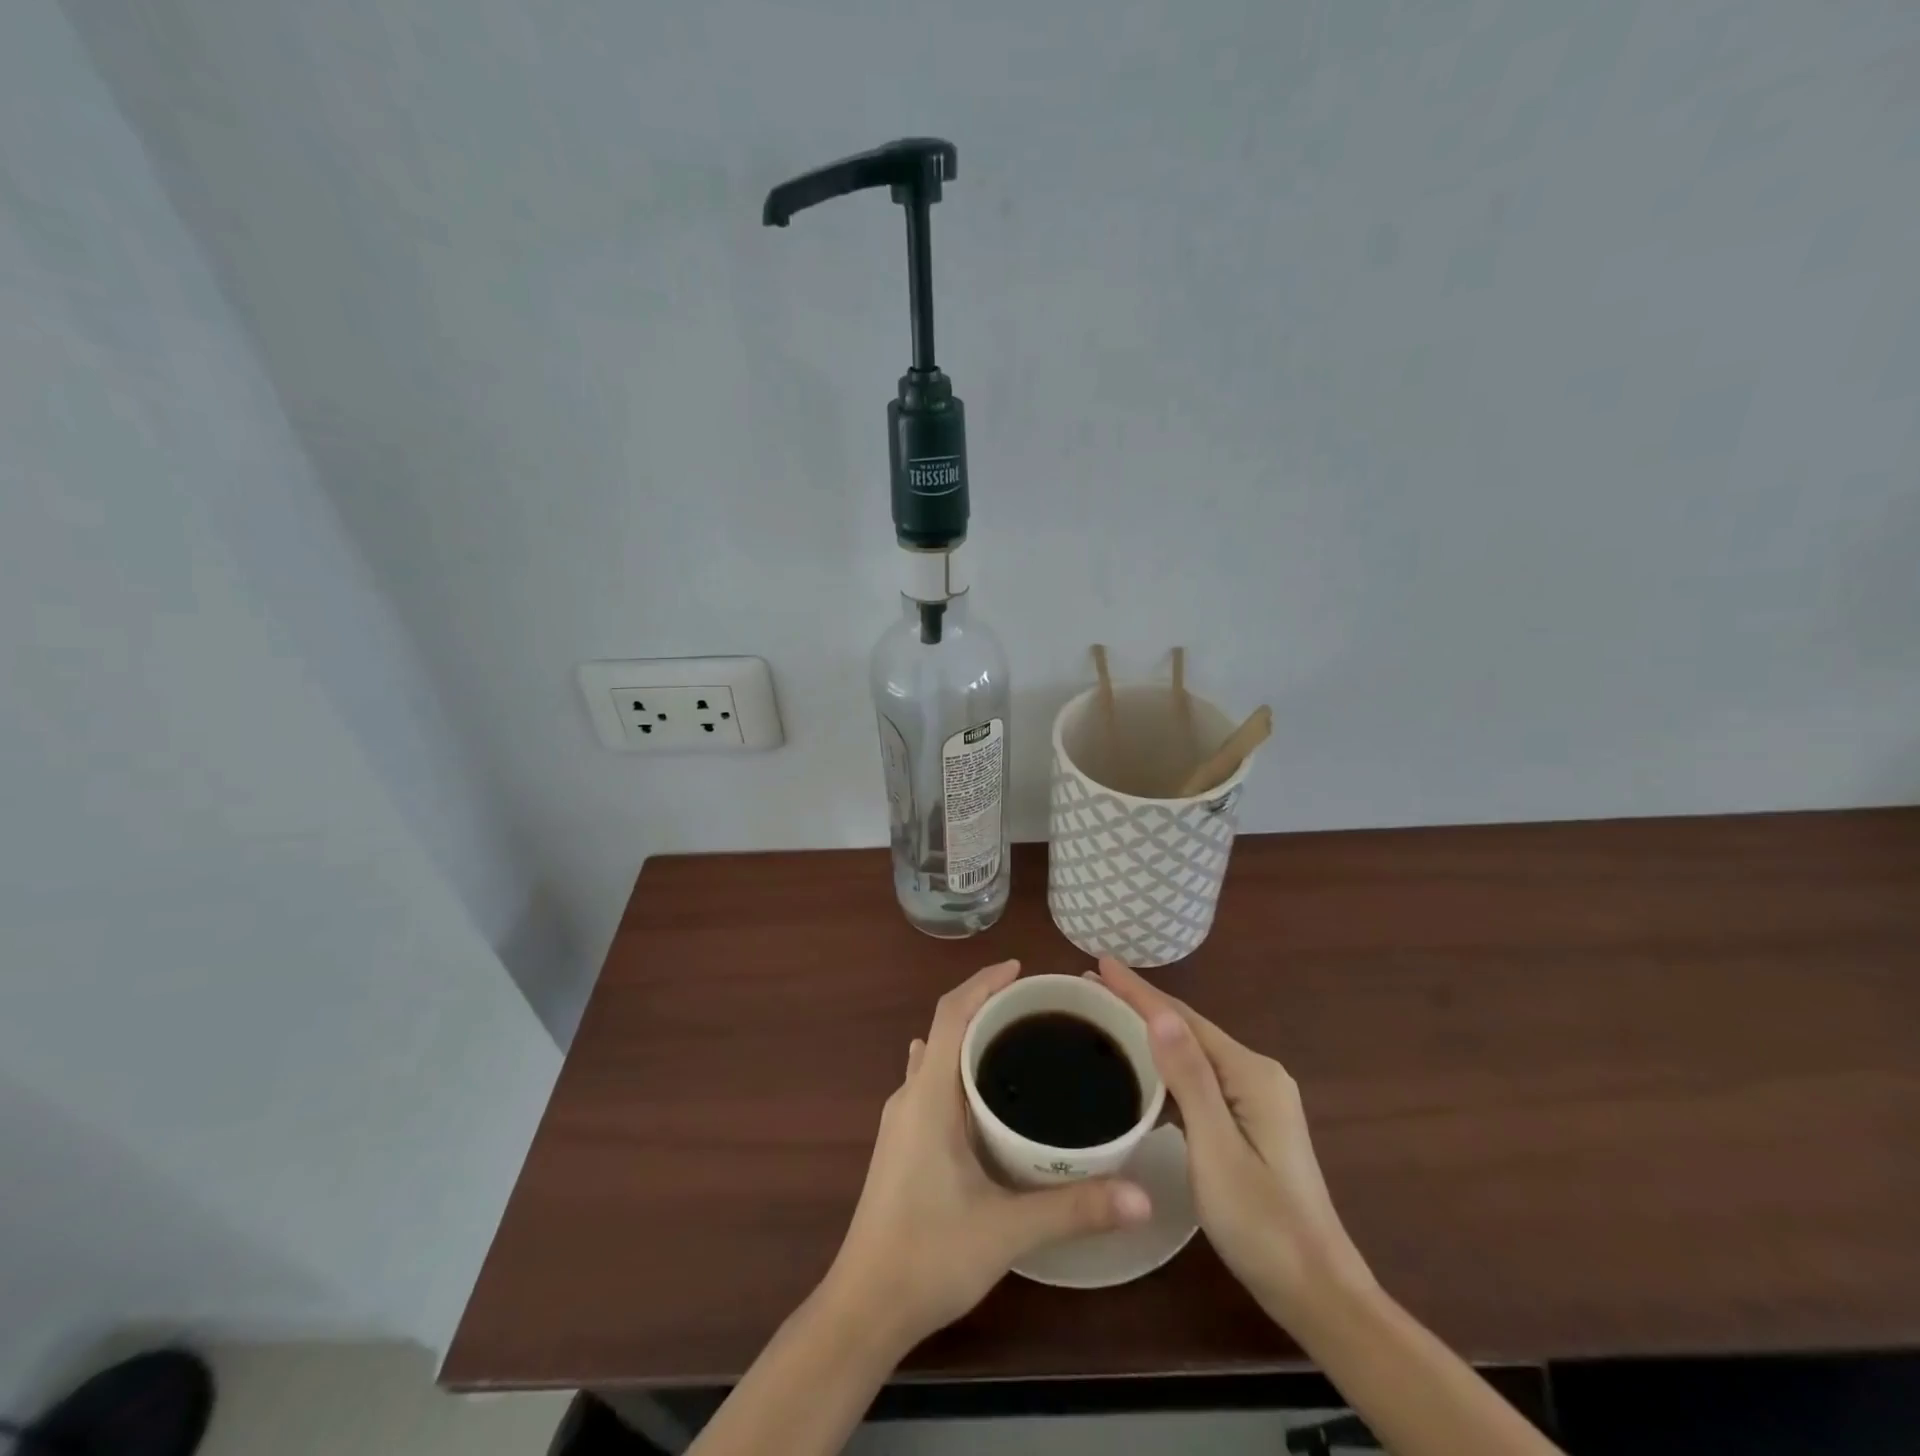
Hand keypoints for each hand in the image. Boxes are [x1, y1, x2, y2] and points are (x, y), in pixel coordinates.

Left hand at [821, 960, 1152, 1352]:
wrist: (863, 1308)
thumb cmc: (928, 1256)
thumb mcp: (1007, 1231)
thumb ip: (1074, 1209)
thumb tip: (1142, 1195)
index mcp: (928, 1096)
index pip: (952, 1014)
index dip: (983, 983)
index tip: (1021, 970)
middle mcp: (910, 1096)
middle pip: (946, 1028)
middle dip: (985, 1005)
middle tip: (1037, 1007)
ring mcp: (901, 1120)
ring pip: (937, 1055)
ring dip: (971, 1036)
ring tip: (1018, 1038)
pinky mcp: (902, 1143)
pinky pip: (932, 1082)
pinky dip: (959, 1066)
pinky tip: (983, 1088)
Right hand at [1096, 957, 1372, 1322]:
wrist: (1319, 1293)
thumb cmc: (1262, 1224)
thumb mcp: (1217, 1150)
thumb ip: (1190, 1079)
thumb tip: (1159, 1014)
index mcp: (1250, 1073)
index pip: (1183, 1018)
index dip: (1138, 990)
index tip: (1098, 963)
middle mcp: (1257, 1073)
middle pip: (1187, 1028)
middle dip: (1139, 1005)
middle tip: (1089, 990)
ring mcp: (1257, 1097)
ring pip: (1192, 1052)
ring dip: (1150, 1033)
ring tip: (1105, 1018)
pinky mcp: (1251, 1120)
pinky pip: (1199, 1077)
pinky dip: (1166, 1065)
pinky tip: (1142, 1070)